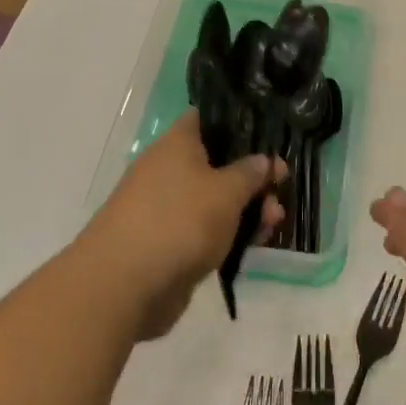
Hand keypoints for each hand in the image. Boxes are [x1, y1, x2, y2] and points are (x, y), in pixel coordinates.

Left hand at [78, 113, 286, 338]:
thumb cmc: (180, 221)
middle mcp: (168, 170)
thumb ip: (250, 173)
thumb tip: (263, 159)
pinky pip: (204, 230)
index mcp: (177, 144)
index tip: (267, 136)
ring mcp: (166, 208)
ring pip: (214, 200)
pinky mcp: (168, 243)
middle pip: (217, 164)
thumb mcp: (226, 192)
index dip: (238, 124)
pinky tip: (253, 244)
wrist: (125, 285)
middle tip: (280, 189)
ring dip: (245, 210)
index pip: (207, 119)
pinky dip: (228, 234)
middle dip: (251, 178)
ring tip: (273, 224)